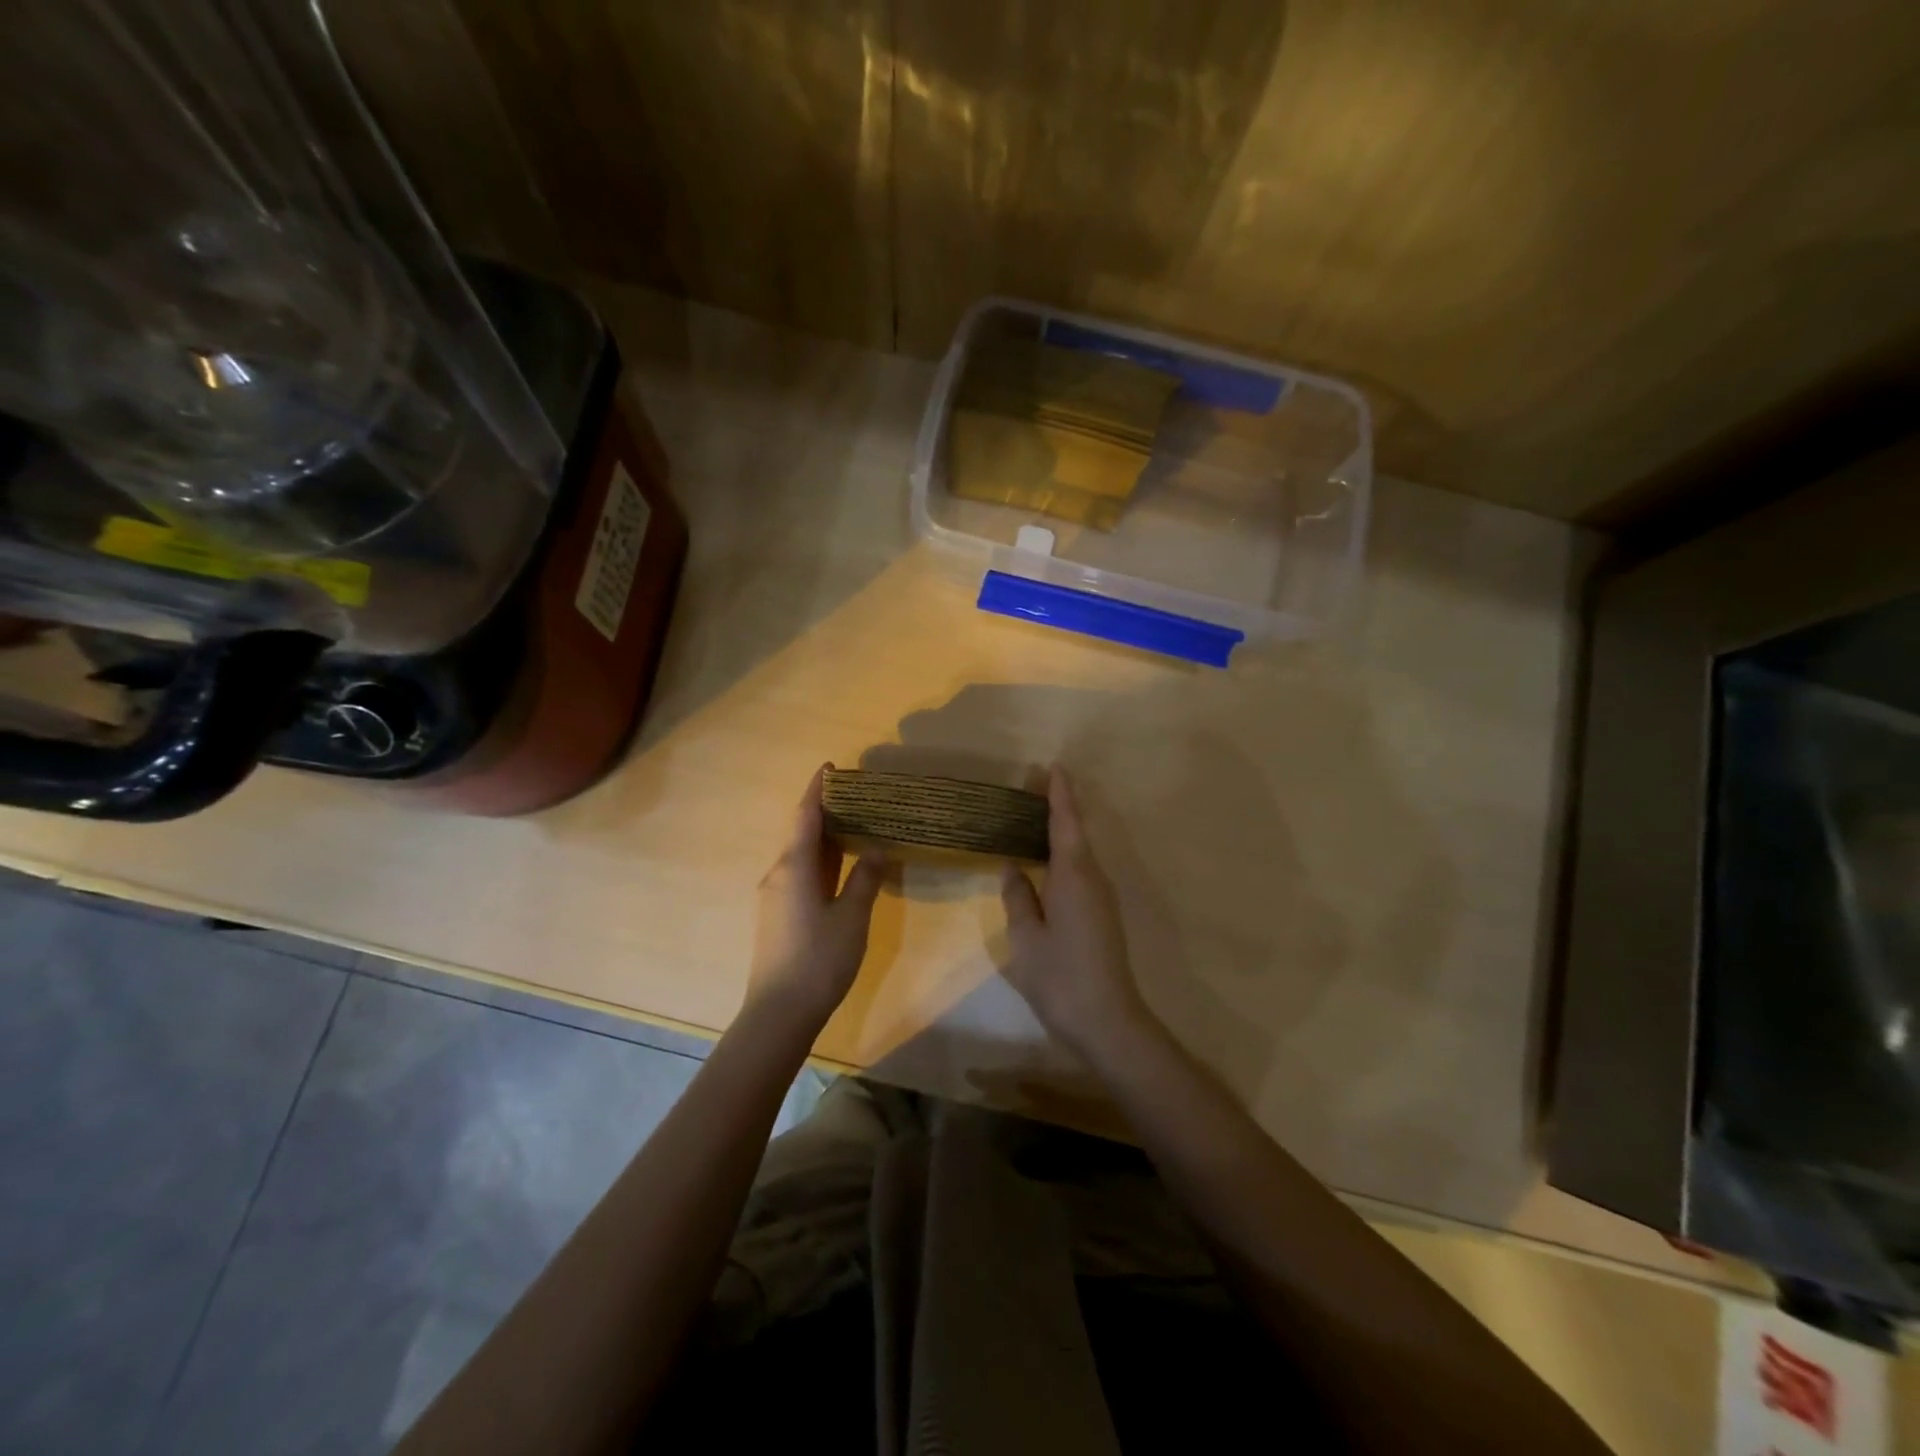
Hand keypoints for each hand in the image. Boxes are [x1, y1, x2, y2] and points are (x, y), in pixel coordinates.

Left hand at [749, 765, 886, 1026]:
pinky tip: (840, 868)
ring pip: (801, 855)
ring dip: (823, 838)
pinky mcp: (777, 916)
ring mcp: (775, 896)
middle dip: (824, 811)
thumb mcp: (852, 917)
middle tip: (856, 797)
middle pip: (801, 832)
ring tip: (854, 826)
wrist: (779, 1013)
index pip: (805, 815)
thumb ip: (865, 879)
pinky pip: (799, 874)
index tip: (831, 767)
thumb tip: (878, 848)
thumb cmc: (819, 960)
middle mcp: (779, 874)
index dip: (818, 789)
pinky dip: (820, 861)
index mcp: (794, 867)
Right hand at [1000, 767, 1152, 1060]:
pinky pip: (1081, 872)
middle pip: (1076, 832)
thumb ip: (1019, 897)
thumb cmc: (1061, 977)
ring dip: (1061, 832)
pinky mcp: (1103, 915)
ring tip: (1032, 819)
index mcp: (1073, 875)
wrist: (1109, 1021)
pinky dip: (1064, 856)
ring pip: (1079, 853)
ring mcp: (1102, 898)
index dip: (1060, 794)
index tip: (1053, 766)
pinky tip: (1045, 863)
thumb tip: (1013, 867)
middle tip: (1031, 788)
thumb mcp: (1027, 937)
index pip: (1066, 823)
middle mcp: (1093, 878)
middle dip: (1058, 808)